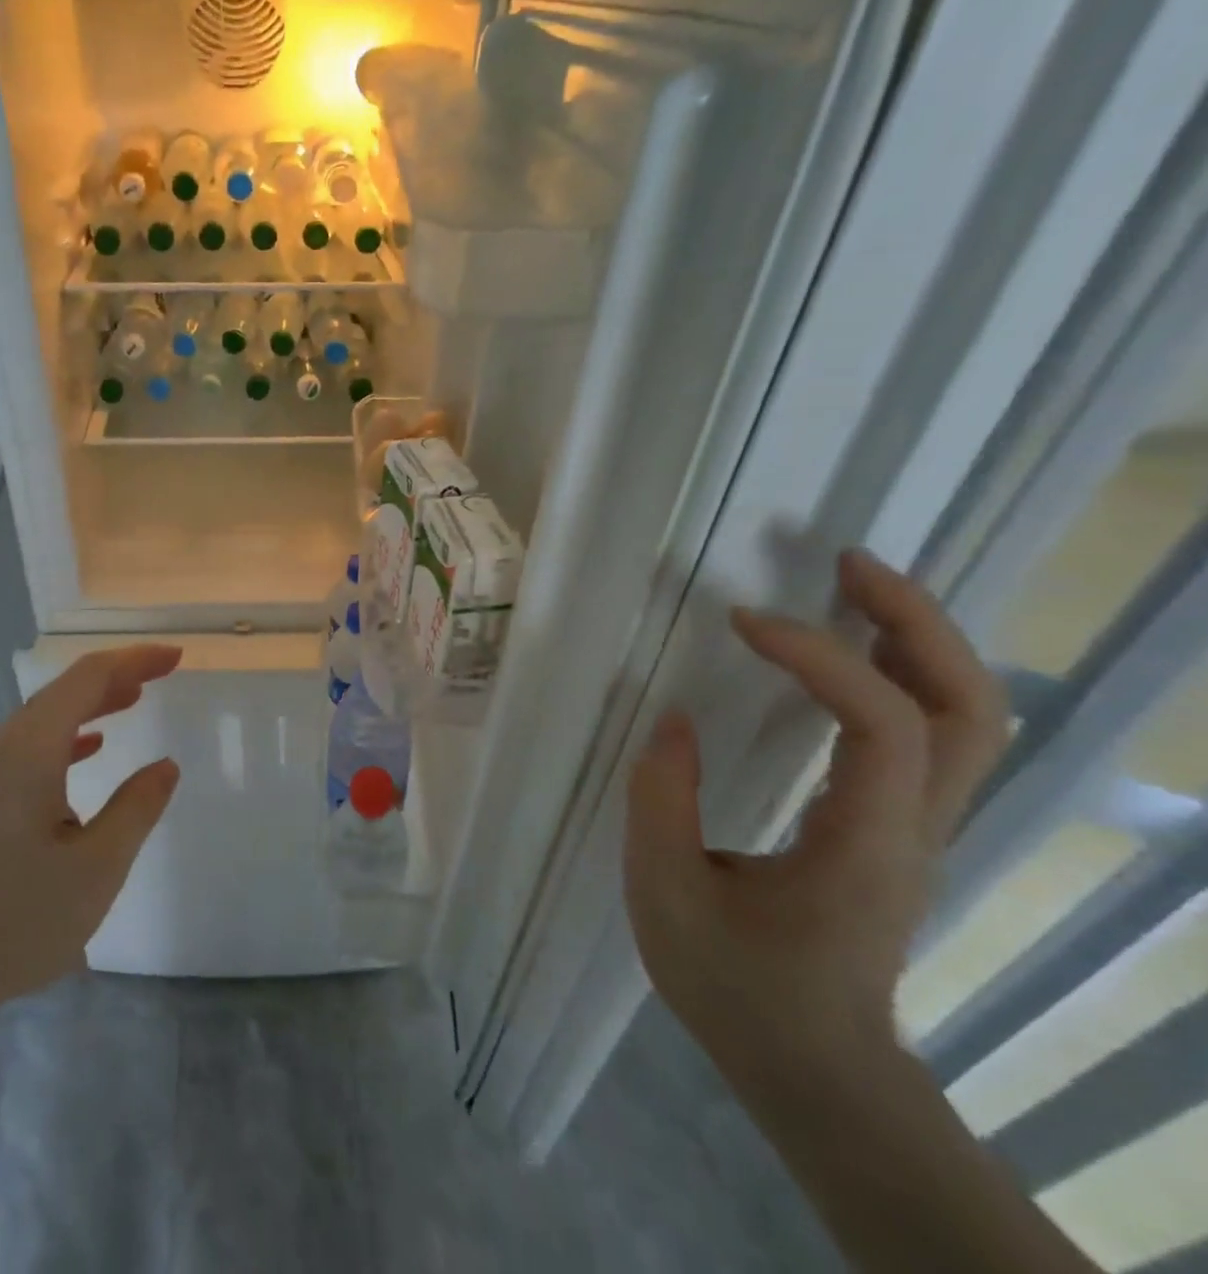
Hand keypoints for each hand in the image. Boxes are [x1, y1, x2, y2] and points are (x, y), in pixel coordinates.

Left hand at [0, 644, 181, 1023]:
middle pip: (65, 691)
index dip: (135, 661)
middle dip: (117, 676)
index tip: (175, 656)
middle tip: (162, 672)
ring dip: (92, 704)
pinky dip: (68, 736)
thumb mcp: (94, 870)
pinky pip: (30, 746)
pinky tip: (89, 750)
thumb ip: (135, 810)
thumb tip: (165, 765)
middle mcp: (2, 746)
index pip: (88, 678)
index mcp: (30, 749)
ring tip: (133, 700)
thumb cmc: (9, 920)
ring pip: (46, 718)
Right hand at [624, 550, 1008, 1082]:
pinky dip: (899, 674)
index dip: (820, 656)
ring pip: (965, 718)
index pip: (883, 723)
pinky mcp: (896, 827)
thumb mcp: (667, 894)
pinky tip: (845, 653)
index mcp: (865, 844)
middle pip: (970, 707)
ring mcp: (917, 828)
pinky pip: (925, 734)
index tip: (743, 621)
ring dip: (917, 640)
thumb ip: (661, 800)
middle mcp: (915, 827)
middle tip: (845, 563)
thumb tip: (674, 719)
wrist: (812, 1067)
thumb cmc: (735, 986)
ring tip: (849, 588)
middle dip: (916, 621)